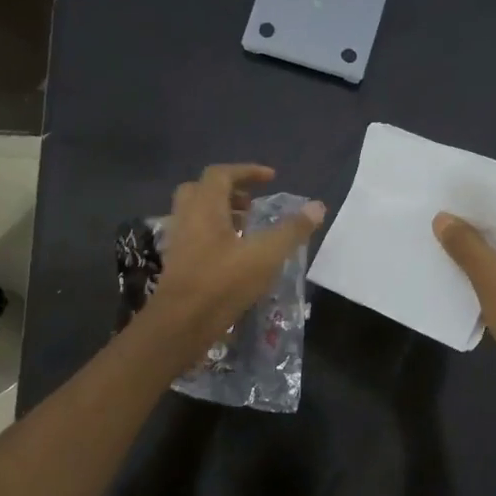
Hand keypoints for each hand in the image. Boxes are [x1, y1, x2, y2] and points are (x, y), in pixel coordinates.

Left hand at [147, 164, 324, 360]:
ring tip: (248, 230)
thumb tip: (317, 207)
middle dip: (229, 191)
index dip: (247, 171)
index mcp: (205, 207)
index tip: (271, 178)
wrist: (180, 324)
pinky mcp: (177, 264)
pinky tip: (235, 257)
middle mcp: (186, 218)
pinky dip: (215, 236)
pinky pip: (195, 237)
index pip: (221, 174)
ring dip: (222, 215)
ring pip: (197, 215)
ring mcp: (178, 242)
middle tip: (252, 204)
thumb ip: (292, 230)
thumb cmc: (222, 283)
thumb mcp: (265, 255)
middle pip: (202, 190)